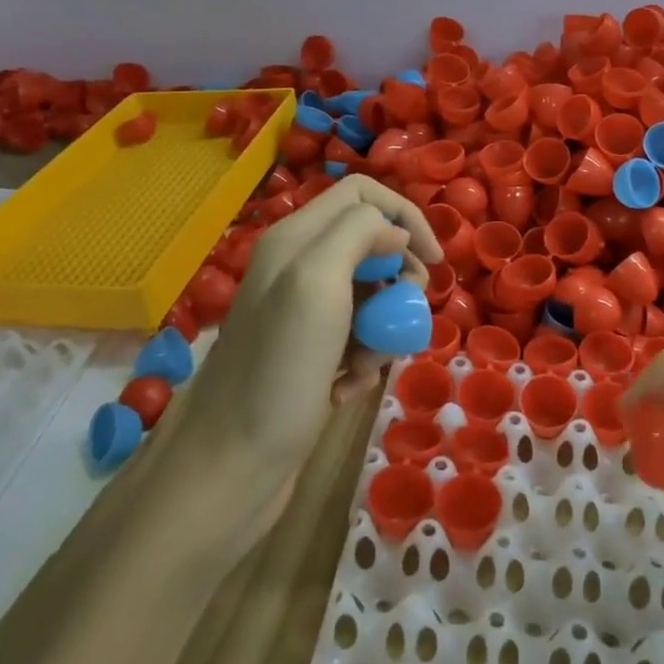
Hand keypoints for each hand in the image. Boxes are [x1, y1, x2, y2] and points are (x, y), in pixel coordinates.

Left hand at [182, 175, 442, 524]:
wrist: (230, 468)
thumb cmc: (278, 371)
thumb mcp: (317, 282)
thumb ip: (357, 234)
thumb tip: (397, 233)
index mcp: (295, 238)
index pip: (362, 194)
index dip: (405, 217)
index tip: (433, 261)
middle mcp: (297, 267)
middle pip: (373, 246)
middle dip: (399, 280)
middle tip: (403, 316)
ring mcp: (302, 313)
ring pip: (371, 296)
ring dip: (383, 329)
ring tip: (365, 367)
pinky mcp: (309, 354)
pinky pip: (358, 338)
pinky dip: (364, 360)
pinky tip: (346, 389)